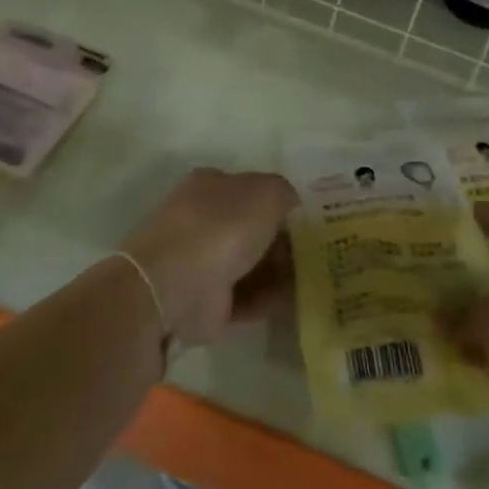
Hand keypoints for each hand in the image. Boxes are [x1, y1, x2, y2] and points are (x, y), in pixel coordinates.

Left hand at [120, 169, 297, 347]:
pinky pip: (244, 297)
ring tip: (310, 278)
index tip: (307, 219)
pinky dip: (266, 298)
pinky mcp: (204, 302)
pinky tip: (291, 299)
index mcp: (211, 185)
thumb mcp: (267, 192)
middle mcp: (203, 219)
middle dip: (281, 240)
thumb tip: (291, 206)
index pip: (250, 189)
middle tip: (314, 251)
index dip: (279, 202)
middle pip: (251, 228)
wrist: (174, 286)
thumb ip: (285, 194)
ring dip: (277, 271)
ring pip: (249, 263)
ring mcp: (201, 262)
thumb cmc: (222, 226)